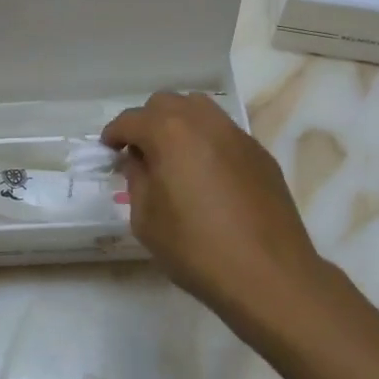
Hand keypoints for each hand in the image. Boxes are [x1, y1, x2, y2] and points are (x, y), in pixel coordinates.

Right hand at [102, 92, 330, 325]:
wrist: (269, 274)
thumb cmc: (197, 249)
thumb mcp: (147, 220)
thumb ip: (137, 180)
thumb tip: (138, 161)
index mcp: (170, 133)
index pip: (132, 120)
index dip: (114, 134)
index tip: (108, 150)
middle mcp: (204, 122)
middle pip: (166, 103)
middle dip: (146, 122)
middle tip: (139, 153)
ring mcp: (237, 135)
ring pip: (199, 109)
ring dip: (178, 123)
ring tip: (173, 155)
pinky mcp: (260, 153)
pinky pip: (224, 132)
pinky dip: (206, 140)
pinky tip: (206, 173)